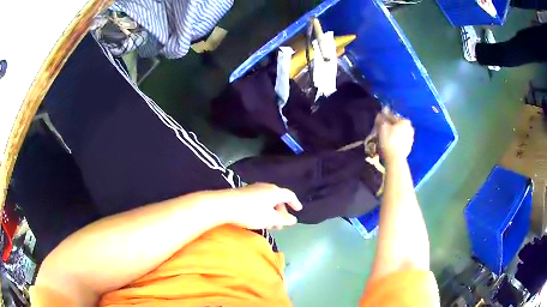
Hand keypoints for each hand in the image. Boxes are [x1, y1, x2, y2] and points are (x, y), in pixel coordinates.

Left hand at [208, 183, 302, 229]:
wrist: (225, 204)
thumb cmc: (251, 212)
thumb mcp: (269, 219)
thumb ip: (283, 219)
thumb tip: (294, 219)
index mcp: (275, 192)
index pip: (289, 195)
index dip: (295, 202)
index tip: (299, 210)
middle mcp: (266, 187)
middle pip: (278, 198)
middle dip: (281, 212)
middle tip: (281, 225)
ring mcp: (254, 188)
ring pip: (268, 200)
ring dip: (271, 212)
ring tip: (269, 225)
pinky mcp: (244, 192)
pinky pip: (259, 200)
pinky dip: (263, 209)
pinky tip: (258, 218)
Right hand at [376, 113, 414, 163]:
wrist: (395, 159)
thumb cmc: (389, 141)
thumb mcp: (382, 127)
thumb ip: (381, 118)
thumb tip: (380, 114)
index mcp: (405, 121)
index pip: (392, 116)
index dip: (384, 119)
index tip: (378, 122)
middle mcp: (410, 128)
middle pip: (397, 125)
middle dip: (390, 127)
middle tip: (381, 131)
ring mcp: (411, 139)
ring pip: (399, 133)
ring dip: (393, 134)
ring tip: (385, 139)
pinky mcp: (409, 147)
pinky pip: (401, 141)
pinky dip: (396, 141)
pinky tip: (390, 145)